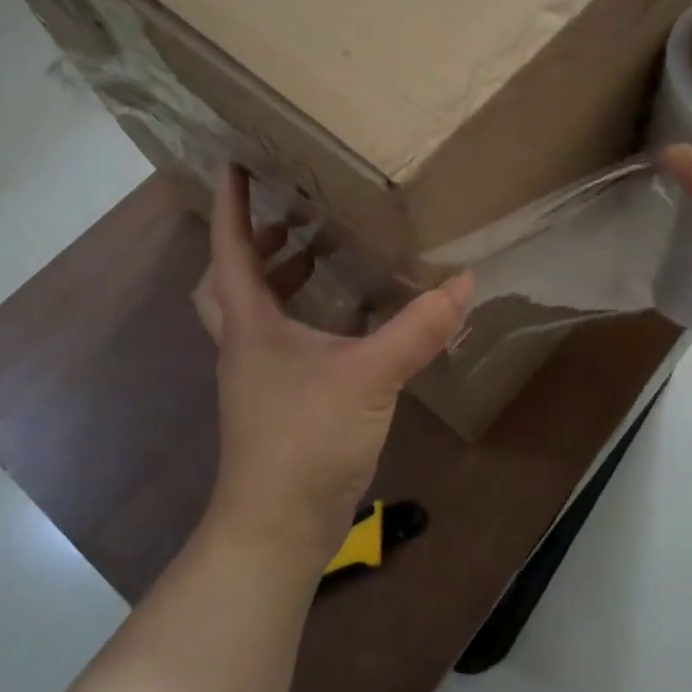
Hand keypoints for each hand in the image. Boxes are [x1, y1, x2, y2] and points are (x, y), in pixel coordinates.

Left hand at [194, 166, 473, 559]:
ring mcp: (257, 377)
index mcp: (251, 325)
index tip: (231, 162)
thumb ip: (418, 328)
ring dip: (276, 278)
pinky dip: (300, 316)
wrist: (276, 529)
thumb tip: (464, 282)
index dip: (229, 204)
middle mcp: (244, 345)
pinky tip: (342, 321)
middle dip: (249, 243)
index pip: (229, 250)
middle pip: (227, 282)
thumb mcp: (371, 376)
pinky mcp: (275, 402)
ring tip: (317, 254)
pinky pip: (279, 341)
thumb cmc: (306, 440)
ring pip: (251, 313)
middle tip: (285, 214)